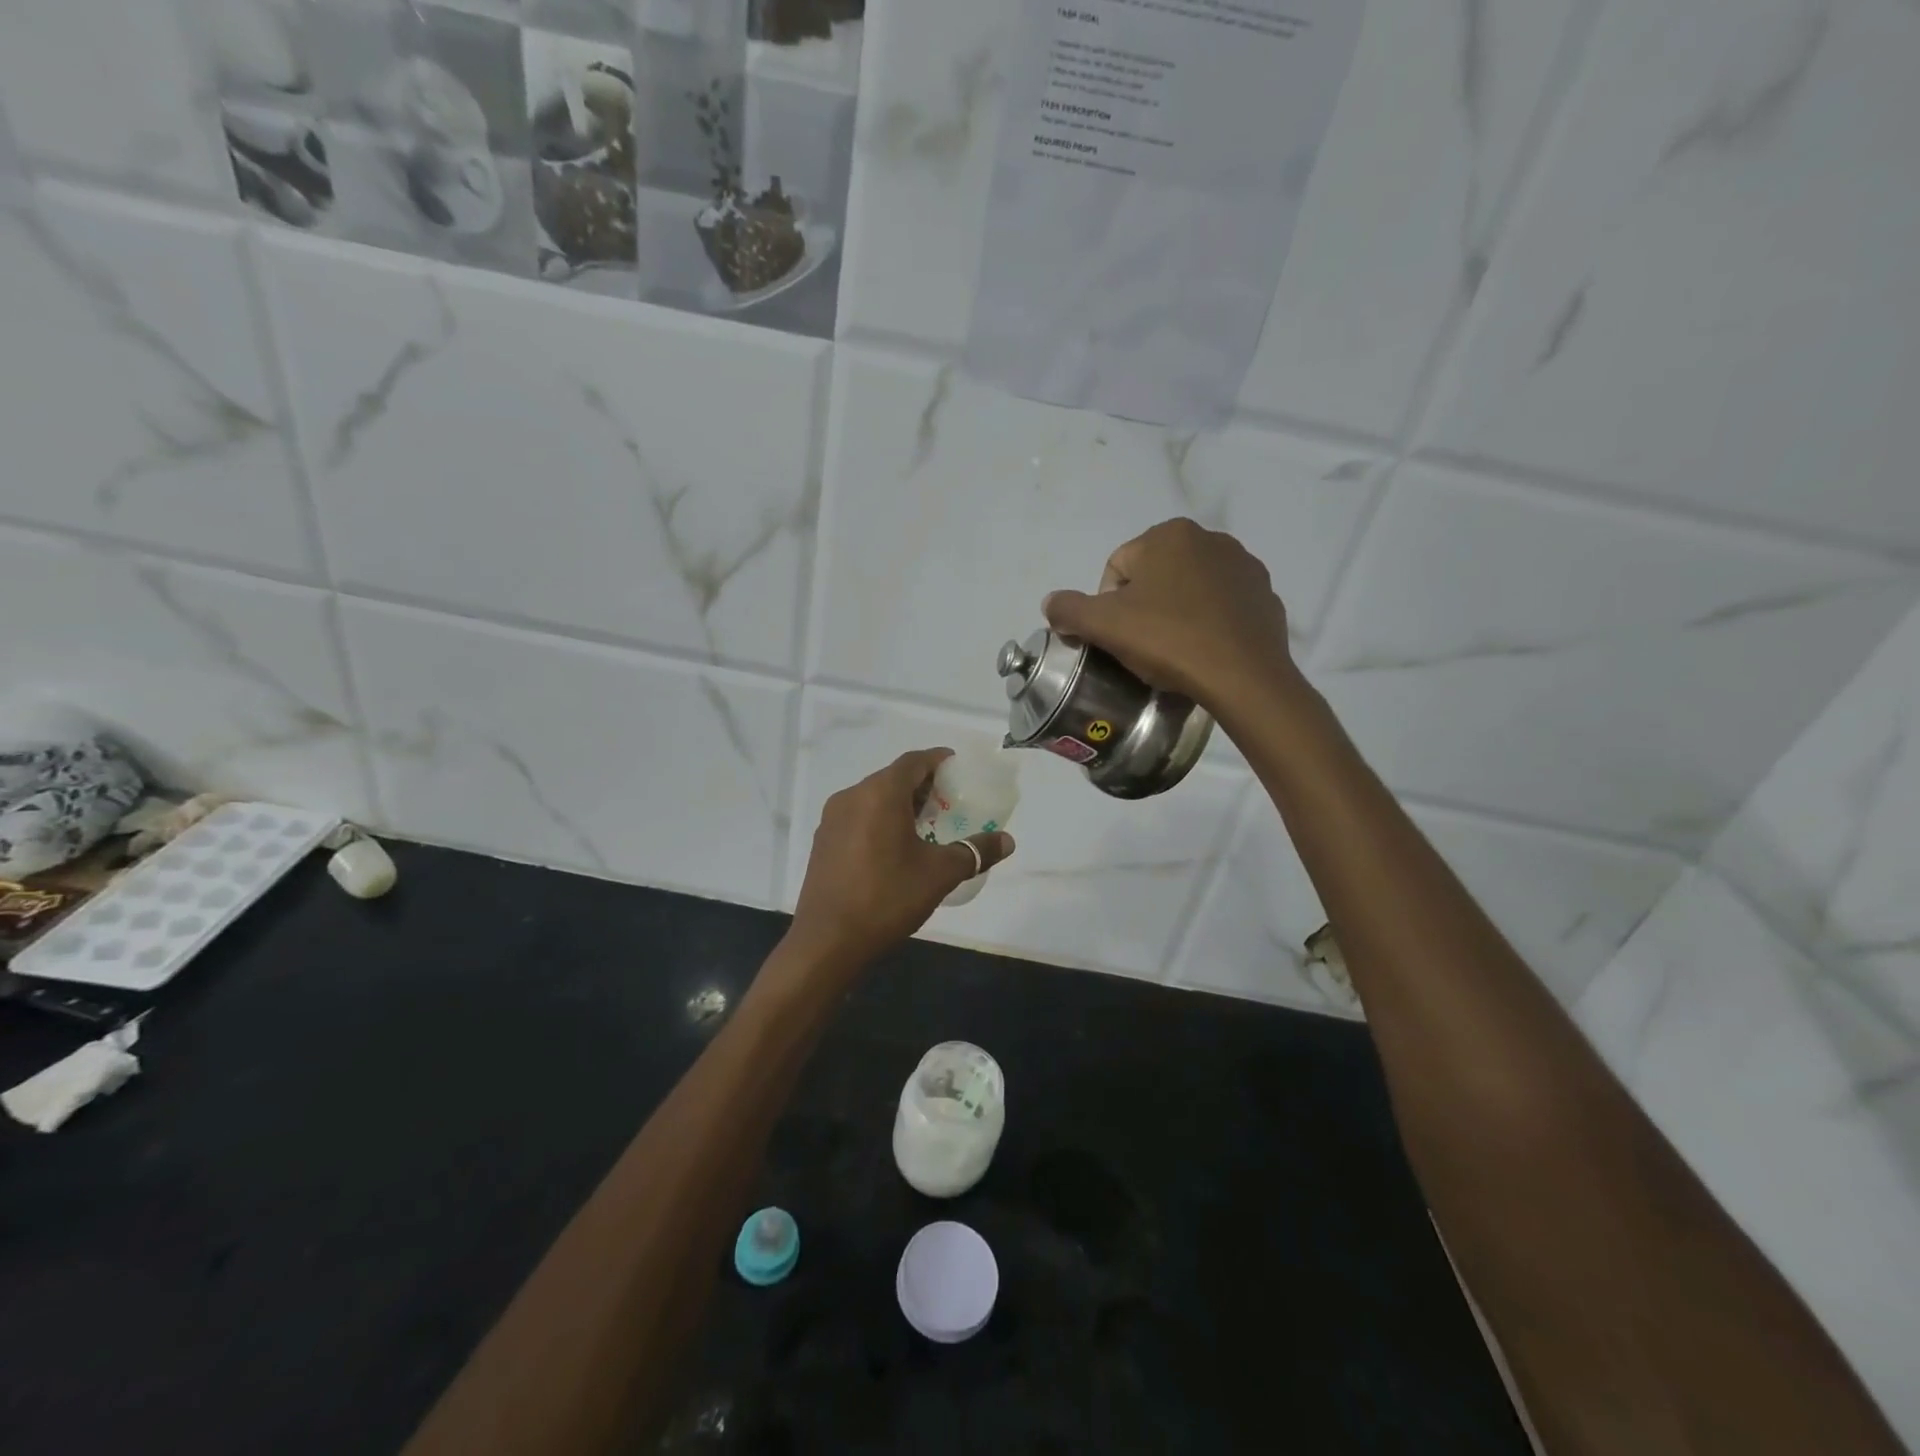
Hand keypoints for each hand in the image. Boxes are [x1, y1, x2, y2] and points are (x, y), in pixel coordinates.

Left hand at [789, 749, 1015, 966]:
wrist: (828, 942)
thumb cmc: (887, 898)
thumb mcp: (940, 874)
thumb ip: (975, 851)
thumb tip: (1007, 841)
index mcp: (880, 794)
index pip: (913, 762)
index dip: (937, 760)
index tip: (957, 768)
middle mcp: (851, 796)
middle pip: (892, 778)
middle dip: (921, 785)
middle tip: (949, 802)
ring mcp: (832, 820)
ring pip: (872, 798)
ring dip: (900, 804)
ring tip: (926, 826)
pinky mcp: (823, 842)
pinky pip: (857, 817)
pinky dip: (879, 820)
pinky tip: (894, 848)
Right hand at [1043, 518, 1302, 715]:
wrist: (1242, 676)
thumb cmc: (1168, 640)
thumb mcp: (1104, 626)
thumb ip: (1069, 609)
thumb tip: (1051, 603)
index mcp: (1168, 535)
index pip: (1117, 568)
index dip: (1109, 606)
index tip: (1119, 637)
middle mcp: (1209, 538)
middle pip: (1154, 576)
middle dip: (1144, 607)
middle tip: (1144, 645)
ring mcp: (1243, 565)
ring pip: (1189, 589)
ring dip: (1176, 613)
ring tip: (1176, 650)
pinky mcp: (1265, 594)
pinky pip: (1222, 606)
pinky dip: (1209, 622)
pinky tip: (1205, 649)